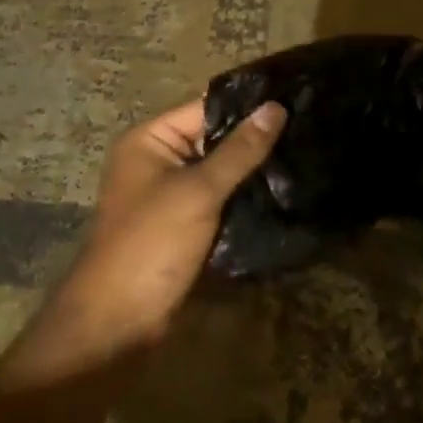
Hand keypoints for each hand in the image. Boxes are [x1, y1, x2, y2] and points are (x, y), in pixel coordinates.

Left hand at [30, 97, 286, 365]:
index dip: (249, 103)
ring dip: (253, 170)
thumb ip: (239, 150)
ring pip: (220, 171)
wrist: (115, 327)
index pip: (206, 106)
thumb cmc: (151, 245)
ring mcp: (169, 195)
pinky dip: (243, 197)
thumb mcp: (198, 192)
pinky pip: (218, 199)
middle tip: (307, 127)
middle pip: (214, 138)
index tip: (294, 96)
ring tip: (303, 155)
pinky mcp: (182, 225)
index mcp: (150, 140)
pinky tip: (282, 191)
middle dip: (255, 138)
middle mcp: (157, 160)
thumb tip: (276, 107)